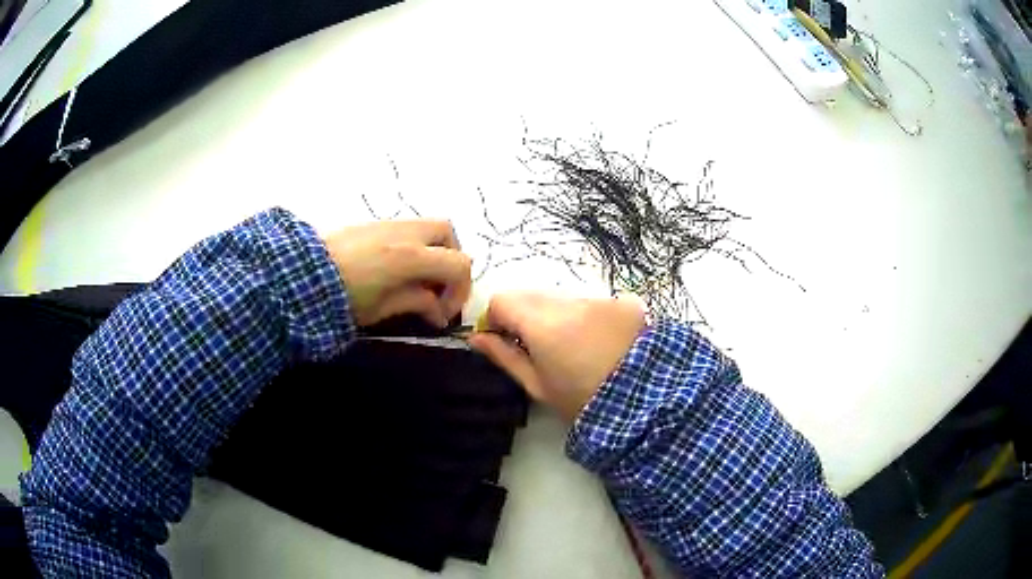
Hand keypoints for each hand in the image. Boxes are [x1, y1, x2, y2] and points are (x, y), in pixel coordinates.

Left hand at [323, 220, 471, 327]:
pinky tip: (396, 269)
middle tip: (437, 287)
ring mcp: (390, 224)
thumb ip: (416, 304)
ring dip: (433, 250)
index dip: (458, 291)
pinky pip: (407, 228)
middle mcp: (407, 233)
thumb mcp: (381, 309)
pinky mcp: (374, 223)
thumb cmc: (342, 296)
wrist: (302, 272)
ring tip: (417, 278)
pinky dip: (414, 245)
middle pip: (448, 233)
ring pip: (428, 227)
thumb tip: (437, 313)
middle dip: (451, 260)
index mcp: (412, 257)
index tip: (441, 313)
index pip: (459, 264)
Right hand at [469, 293, 646, 420]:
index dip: (496, 318)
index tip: (504, 340)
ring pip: (562, 296)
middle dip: (526, 315)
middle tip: (538, 347)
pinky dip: (586, 316)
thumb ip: (504, 356)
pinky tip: (601, 341)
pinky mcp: (623, 302)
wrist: (646, 403)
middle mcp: (570, 302)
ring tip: (574, 347)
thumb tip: (477, 338)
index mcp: (543, 324)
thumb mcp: (538, 385)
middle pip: (532, 295)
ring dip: (557, 314)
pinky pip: (592, 301)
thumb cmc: (582, 401)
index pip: (502, 300)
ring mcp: (600, 299)